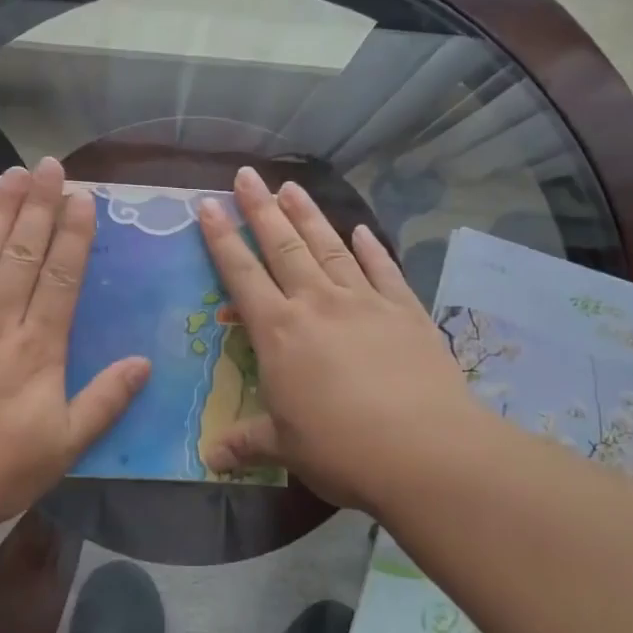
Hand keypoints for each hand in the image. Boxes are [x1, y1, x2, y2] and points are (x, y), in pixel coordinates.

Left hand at [0, 159, 148, 540]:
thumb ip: (105, 402)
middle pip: (23, 253)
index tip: (83, 197)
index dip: (74, 234)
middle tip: (51, 165)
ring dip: (2, 209)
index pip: (61, 278)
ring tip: (16, 173)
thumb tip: (144, 363)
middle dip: (40, 206)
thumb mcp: (63, 448)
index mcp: (37, 350)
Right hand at [197, 167, 484, 515]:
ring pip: (329, 247)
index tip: (207, 204)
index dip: (221, 239)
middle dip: (261, 208)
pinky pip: (383, 269)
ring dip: (308, 215)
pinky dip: (370, 248)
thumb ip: (247, 442)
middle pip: (283, 246)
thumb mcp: (285, 447)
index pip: (241, 274)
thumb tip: (210, 458)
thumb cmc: (341, 449)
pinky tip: (361, 230)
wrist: (425, 451)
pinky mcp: (405, 311)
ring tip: (291, 186)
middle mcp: (317, 304)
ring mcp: (364, 302)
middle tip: (247, 174)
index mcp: (279, 332)